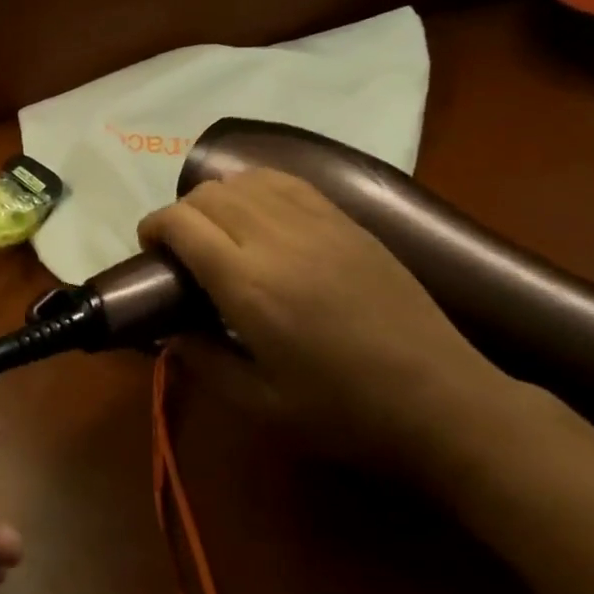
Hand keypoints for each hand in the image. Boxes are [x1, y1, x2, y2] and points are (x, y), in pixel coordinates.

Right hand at [137, 168, 514, 473]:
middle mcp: (278, 240)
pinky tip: (261, 216)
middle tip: (181, 251)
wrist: (443, 400)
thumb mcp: (260, 405)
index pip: (182, 223)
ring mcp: (318, 223)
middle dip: (180, 214)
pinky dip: (258, 188)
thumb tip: (168, 333)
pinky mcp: (348, 222)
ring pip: (246, 180)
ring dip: (218, 198)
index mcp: (249, 285)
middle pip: (208, 195)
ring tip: (219, 231)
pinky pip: (288, 182)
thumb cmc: (345, 412)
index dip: (154, 227)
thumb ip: (203, 361)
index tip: (150, 250)